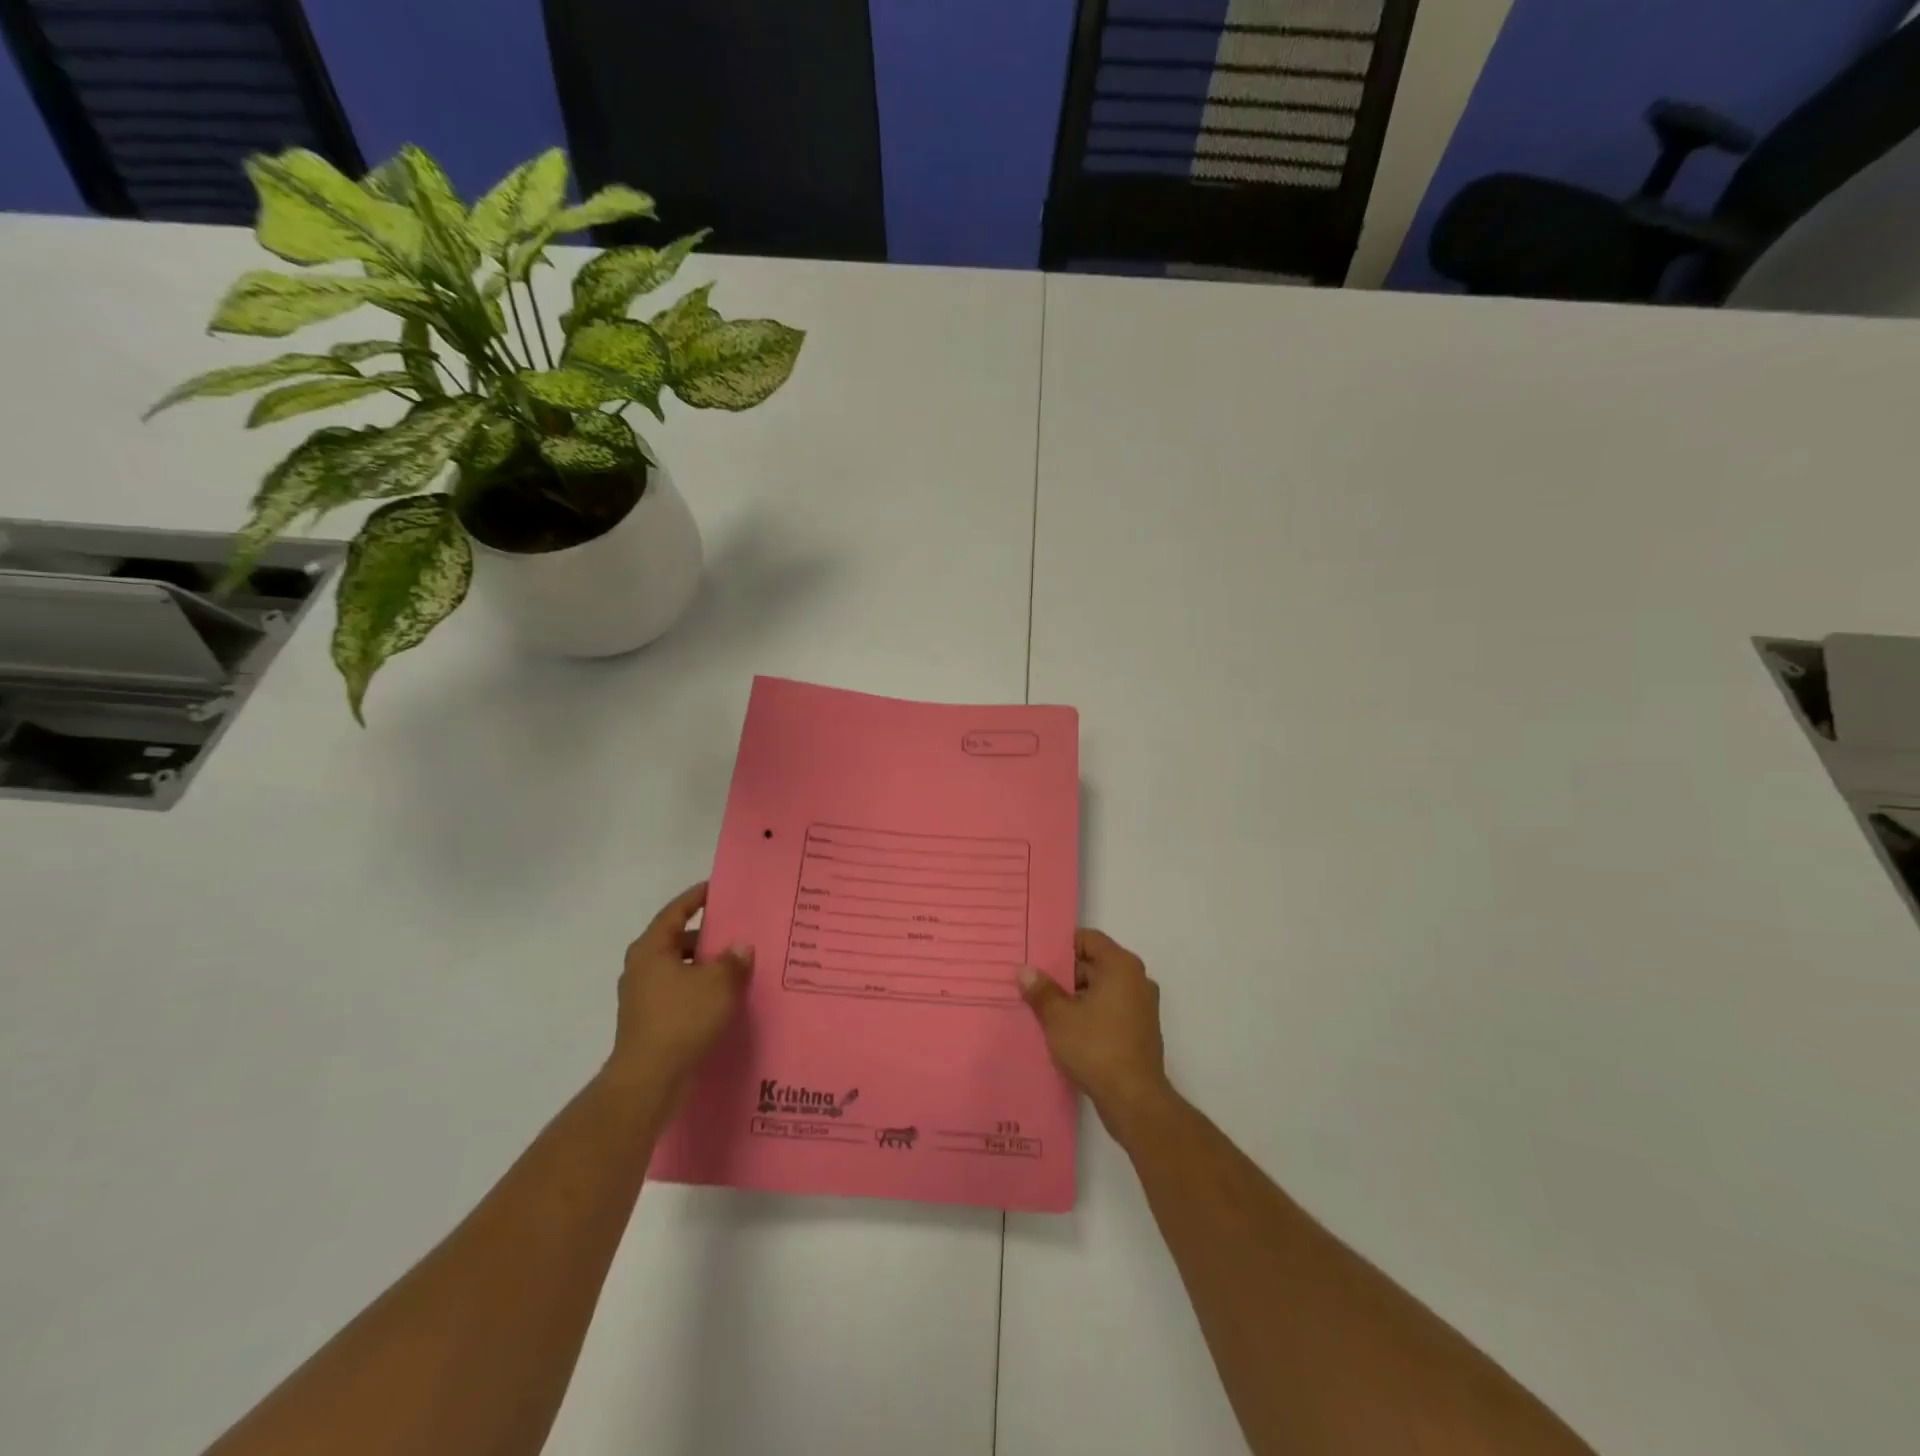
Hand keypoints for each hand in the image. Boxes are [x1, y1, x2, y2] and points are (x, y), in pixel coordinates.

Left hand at [605, 883, 752, 1101]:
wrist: (648, 1080)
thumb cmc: (681, 1020)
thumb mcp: (718, 984)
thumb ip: (732, 961)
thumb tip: (740, 948)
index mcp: (651, 949)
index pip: (675, 911)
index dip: (696, 898)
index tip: (717, 888)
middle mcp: (641, 967)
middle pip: (676, 940)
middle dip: (706, 936)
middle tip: (737, 931)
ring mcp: (642, 996)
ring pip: (678, 969)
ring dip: (704, 966)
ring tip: (735, 966)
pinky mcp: (649, 1021)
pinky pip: (678, 993)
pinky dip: (698, 989)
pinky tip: (723, 998)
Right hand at [1017, 929, 1171, 1134]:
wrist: (1135, 1100)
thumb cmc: (1096, 1048)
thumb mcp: (1059, 1017)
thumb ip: (1041, 990)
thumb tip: (1024, 970)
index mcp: (1121, 966)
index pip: (1088, 939)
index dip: (1061, 946)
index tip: (1036, 957)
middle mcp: (1136, 980)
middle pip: (1094, 963)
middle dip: (1064, 974)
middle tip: (1033, 984)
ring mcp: (1142, 1006)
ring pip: (1101, 989)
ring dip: (1075, 997)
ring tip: (1043, 1009)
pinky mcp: (1140, 1030)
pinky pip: (1110, 1010)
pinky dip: (1089, 1014)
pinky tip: (1065, 1030)